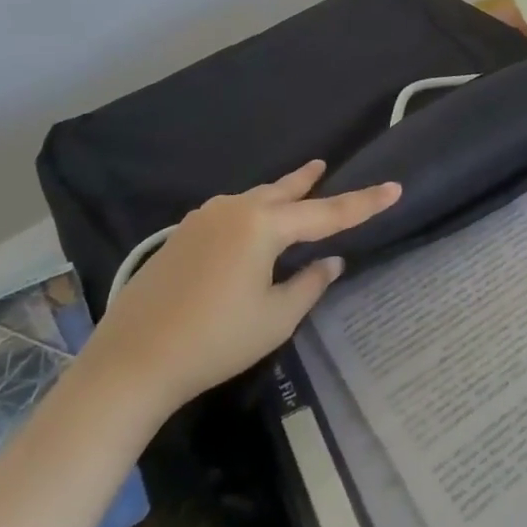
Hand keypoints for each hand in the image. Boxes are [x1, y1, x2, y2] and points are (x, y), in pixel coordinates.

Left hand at [90, 162, 401, 411]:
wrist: (132, 360)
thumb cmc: (215, 340)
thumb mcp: (275, 317)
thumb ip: (309, 283)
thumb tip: (330, 261)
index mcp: (262, 225)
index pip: (327, 213)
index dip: (364, 203)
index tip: (395, 187)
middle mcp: (234, 210)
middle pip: (284, 192)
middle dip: (308, 182)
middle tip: (326, 166)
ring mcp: (203, 219)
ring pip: (254, 199)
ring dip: (278, 195)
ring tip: (297, 187)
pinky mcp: (182, 235)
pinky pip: (231, 213)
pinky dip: (252, 212)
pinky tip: (252, 225)